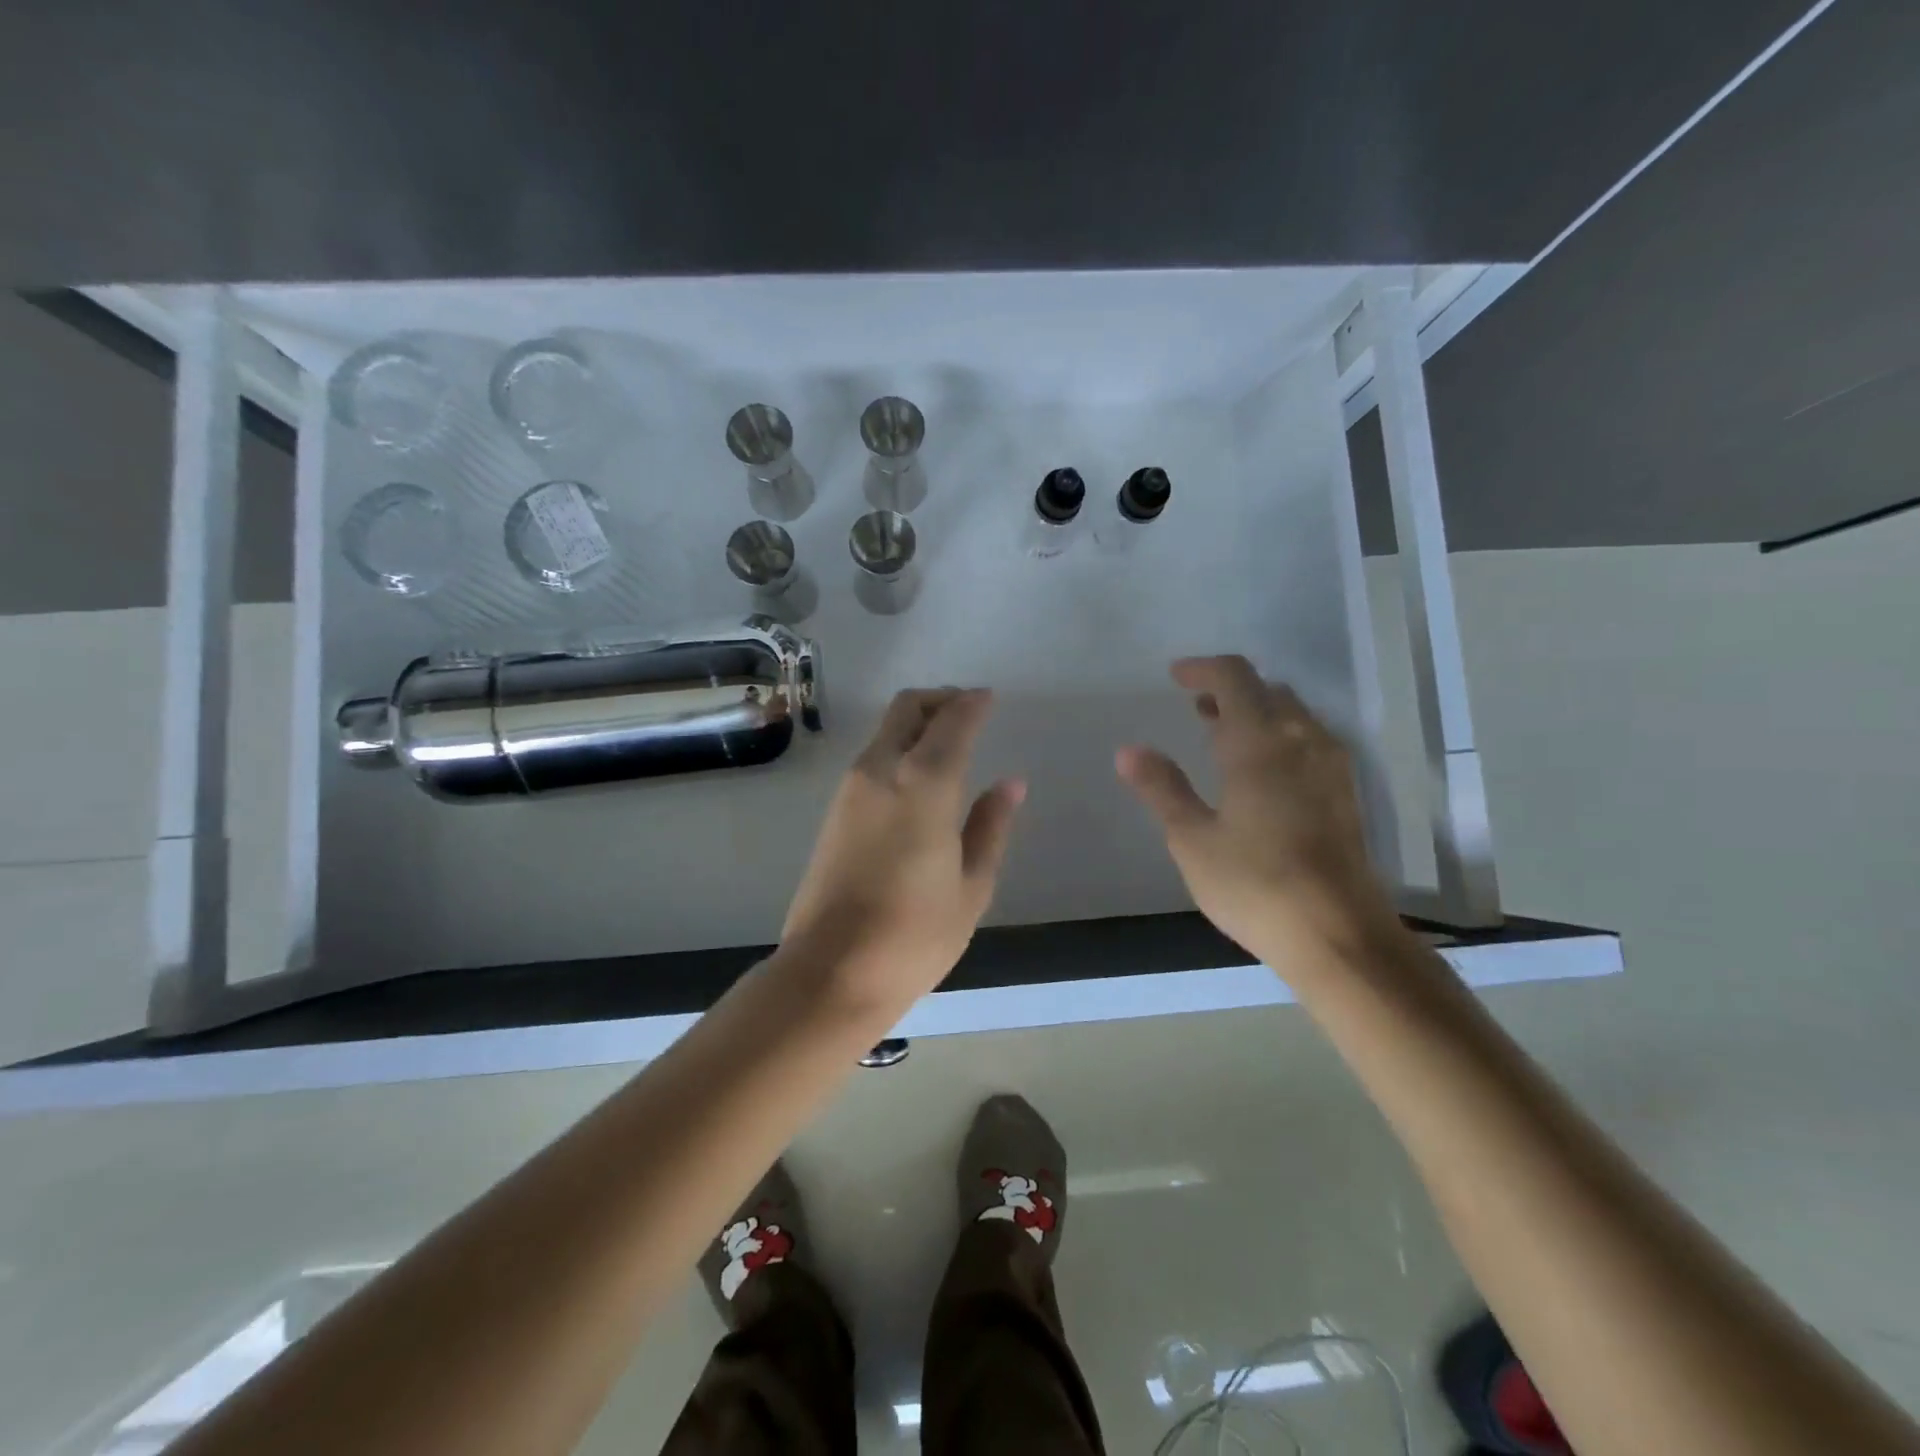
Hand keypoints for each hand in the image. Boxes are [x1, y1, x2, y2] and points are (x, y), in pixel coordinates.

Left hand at [780, 688, 1024, 1016]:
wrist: (831, 971)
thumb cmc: (915, 934)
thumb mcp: (972, 885)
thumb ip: (991, 826)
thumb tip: (1010, 783)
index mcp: (923, 783)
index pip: (952, 721)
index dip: (973, 704)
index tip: (990, 698)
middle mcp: (881, 771)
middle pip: (907, 708)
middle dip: (940, 700)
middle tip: (969, 710)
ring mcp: (851, 789)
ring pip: (886, 730)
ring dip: (917, 723)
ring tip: (950, 743)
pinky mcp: (834, 811)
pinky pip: (873, 757)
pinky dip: (899, 747)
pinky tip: (921, 777)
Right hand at [1116, 656, 1402, 970]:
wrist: (1338, 935)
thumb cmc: (1254, 883)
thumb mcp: (1192, 838)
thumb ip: (1162, 788)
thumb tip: (1129, 751)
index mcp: (1259, 742)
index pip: (1234, 678)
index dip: (1202, 669)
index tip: (1175, 677)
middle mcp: (1302, 741)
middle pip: (1267, 691)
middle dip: (1229, 691)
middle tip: (1196, 709)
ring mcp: (1331, 767)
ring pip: (1293, 716)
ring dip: (1256, 713)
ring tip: (1222, 737)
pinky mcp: (1346, 795)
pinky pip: (1309, 742)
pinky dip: (1279, 737)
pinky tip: (1261, 773)